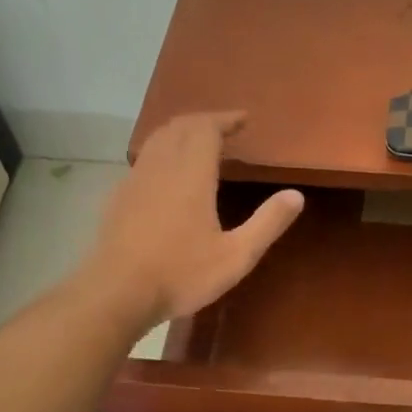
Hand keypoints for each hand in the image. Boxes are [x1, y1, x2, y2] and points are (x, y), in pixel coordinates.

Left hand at [87, 112, 303, 329]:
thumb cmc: (180, 274)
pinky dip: (163, 152)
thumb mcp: (236, 256)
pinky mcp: (119, 197)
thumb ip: (267, 223)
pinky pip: (144, 160)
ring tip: (200, 144)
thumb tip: (296, 195)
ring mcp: (134, 180)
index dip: (225, 119)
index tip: (243, 119)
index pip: (206, 128)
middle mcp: (160, 167)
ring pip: (158, 140)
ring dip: (181, 133)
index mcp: (191, 174)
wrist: (116, 293)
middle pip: (180, 127)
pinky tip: (169, 175)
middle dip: (204, 121)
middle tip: (225, 128)